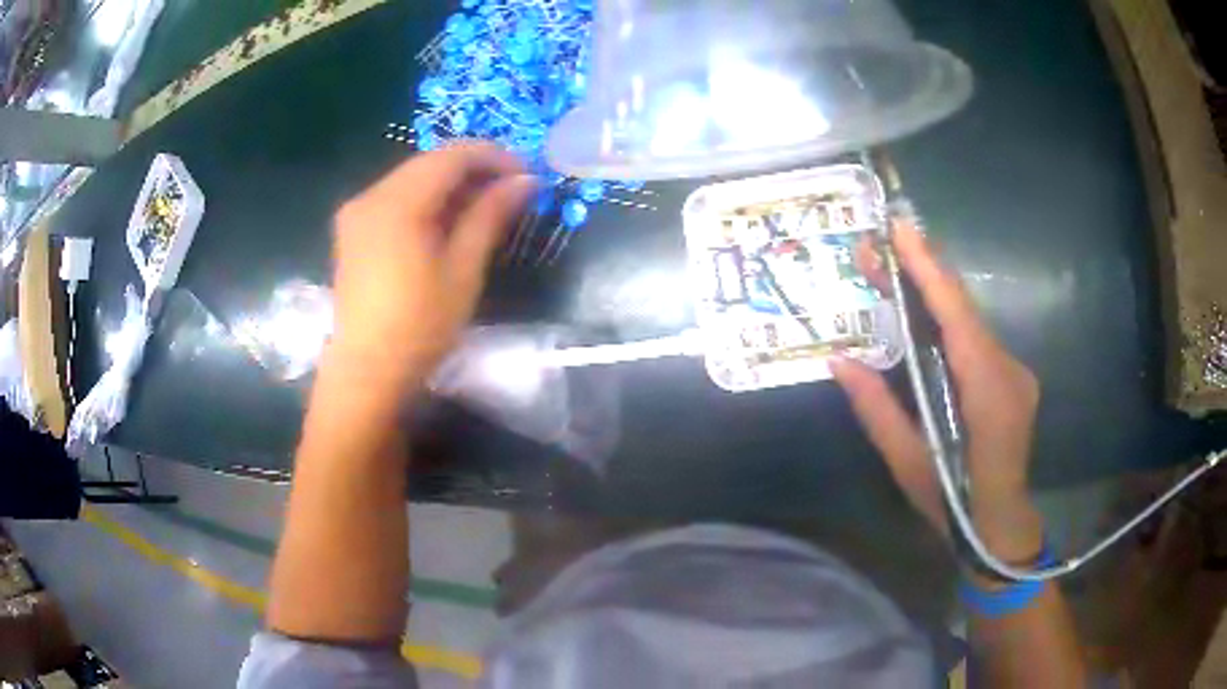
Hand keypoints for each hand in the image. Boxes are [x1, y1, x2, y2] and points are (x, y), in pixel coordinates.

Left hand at [329, 142, 535, 384]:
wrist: (367, 371)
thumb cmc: (420, 326)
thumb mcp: (463, 270)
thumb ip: (490, 215)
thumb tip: (525, 180)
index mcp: (397, 203)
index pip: (451, 156)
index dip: (494, 157)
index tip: (527, 174)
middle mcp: (371, 195)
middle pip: (430, 162)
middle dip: (473, 169)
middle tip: (511, 190)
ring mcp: (357, 212)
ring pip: (412, 178)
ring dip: (451, 184)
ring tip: (485, 206)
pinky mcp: (353, 230)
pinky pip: (395, 197)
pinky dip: (426, 199)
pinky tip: (447, 221)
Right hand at [831, 222, 1042, 559]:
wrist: (1001, 525)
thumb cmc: (953, 502)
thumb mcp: (908, 463)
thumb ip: (877, 410)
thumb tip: (839, 361)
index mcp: (987, 392)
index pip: (957, 316)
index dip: (929, 269)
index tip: (899, 230)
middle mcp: (1009, 370)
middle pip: (964, 308)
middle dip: (922, 272)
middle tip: (877, 249)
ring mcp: (1015, 371)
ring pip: (971, 320)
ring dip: (933, 293)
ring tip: (891, 273)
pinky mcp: (1012, 377)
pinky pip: (977, 338)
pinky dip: (948, 318)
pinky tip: (922, 314)